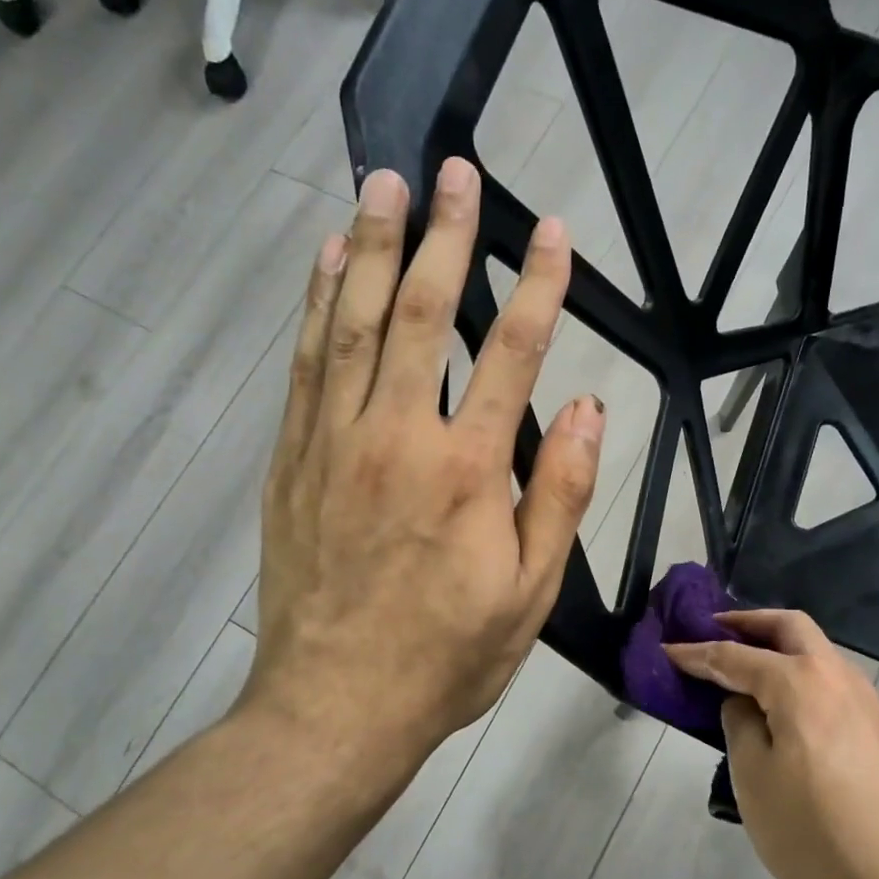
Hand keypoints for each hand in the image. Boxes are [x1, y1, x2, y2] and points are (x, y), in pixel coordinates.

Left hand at [243, 158, 604, 807]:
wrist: (335, 706)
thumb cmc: (447, 655)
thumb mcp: (531, 590)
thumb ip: (559, 493)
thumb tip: (585, 408)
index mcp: (467, 471)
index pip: (512, 354)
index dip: (537, 287)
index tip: (551, 232)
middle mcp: (397, 438)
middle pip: (422, 314)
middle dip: (442, 237)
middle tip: (452, 173)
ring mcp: (334, 442)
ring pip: (353, 324)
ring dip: (369, 247)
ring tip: (381, 186)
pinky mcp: (292, 459)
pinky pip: (306, 364)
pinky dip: (317, 305)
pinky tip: (326, 264)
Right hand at [667, 610, 878, 878]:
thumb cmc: (816, 832)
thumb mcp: (754, 779)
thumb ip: (740, 725)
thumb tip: (744, 702)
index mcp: (799, 682)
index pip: (735, 656)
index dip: (697, 652)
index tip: (668, 649)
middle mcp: (837, 677)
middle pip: (790, 627)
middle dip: (749, 623)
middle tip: (714, 631)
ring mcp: (867, 702)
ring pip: (817, 652)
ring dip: (779, 647)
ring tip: (746, 668)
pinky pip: (831, 682)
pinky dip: (800, 676)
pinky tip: (786, 708)